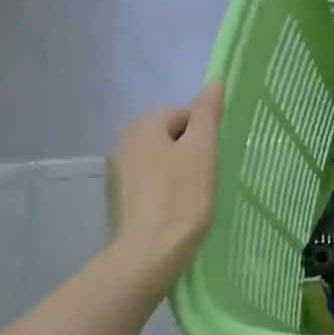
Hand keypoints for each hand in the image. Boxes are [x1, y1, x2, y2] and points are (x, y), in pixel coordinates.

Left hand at [111, 81, 224, 282]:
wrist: (149, 253)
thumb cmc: (181, 196)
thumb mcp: (202, 149)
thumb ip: (208, 113)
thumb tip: (214, 81)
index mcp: (142, 126)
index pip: (184, 114)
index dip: (205, 133)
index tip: (214, 158)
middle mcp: (124, 144)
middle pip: (172, 136)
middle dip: (192, 152)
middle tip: (209, 176)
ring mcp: (119, 174)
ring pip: (162, 161)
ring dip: (181, 172)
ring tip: (196, 195)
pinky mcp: (122, 201)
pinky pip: (152, 184)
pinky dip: (168, 190)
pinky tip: (179, 209)